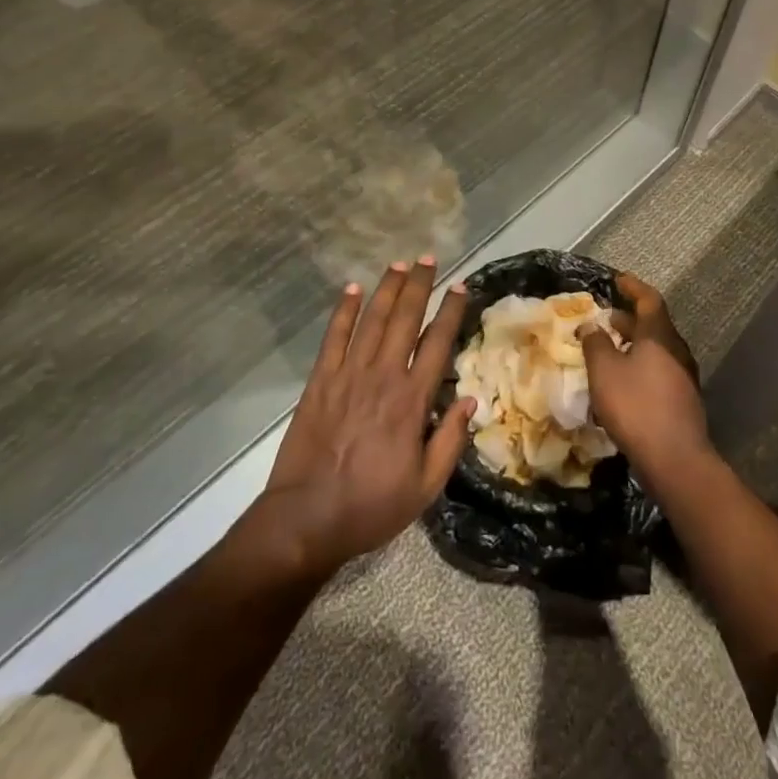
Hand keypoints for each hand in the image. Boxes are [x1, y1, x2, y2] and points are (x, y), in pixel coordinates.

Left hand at [261, 259, 473, 578]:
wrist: (306, 519)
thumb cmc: (371, 506)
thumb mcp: (425, 487)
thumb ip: (450, 441)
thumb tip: (471, 400)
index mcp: (412, 401)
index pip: (437, 344)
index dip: (450, 312)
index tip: (460, 288)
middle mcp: (383, 376)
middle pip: (405, 319)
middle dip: (419, 286)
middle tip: (429, 259)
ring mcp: (348, 375)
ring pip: (372, 320)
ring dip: (386, 289)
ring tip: (399, 264)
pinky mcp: (320, 381)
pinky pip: (334, 337)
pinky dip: (344, 311)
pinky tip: (352, 289)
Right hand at [580, 272, 709, 481]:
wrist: (676, 460)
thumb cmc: (636, 406)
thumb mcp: (605, 371)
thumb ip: (596, 343)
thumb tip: (592, 325)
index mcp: (659, 335)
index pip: (649, 299)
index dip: (633, 287)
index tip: (618, 279)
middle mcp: (676, 350)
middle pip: (653, 324)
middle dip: (629, 319)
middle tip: (606, 318)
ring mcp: (683, 376)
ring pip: (656, 349)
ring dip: (633, 344)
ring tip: (609, 349)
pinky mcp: (682, 400)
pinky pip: (659, 370)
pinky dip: (640, 365)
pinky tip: (623, 382)